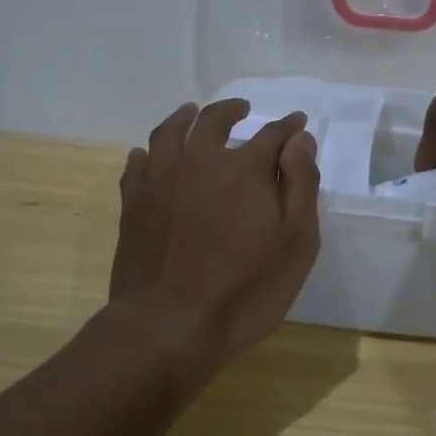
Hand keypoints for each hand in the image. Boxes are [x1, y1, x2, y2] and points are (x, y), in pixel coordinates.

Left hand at [106, 98, 320, 391]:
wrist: (168, 327)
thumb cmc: (245, 290)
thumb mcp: (296, 243)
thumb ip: (301, 185)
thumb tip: (299, 140)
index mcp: (244, 169)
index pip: (272, 134)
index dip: (288, 127)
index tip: (297, 123)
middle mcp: (200, 161)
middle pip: (214, 120)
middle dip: (232, 110)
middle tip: (242, 109)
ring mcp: (161, 180)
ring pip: (170, 132)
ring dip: (185, 117)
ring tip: (191, 113)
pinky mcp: (134, 204)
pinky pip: (137, 165)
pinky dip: (146, 153)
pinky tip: (149, 155)